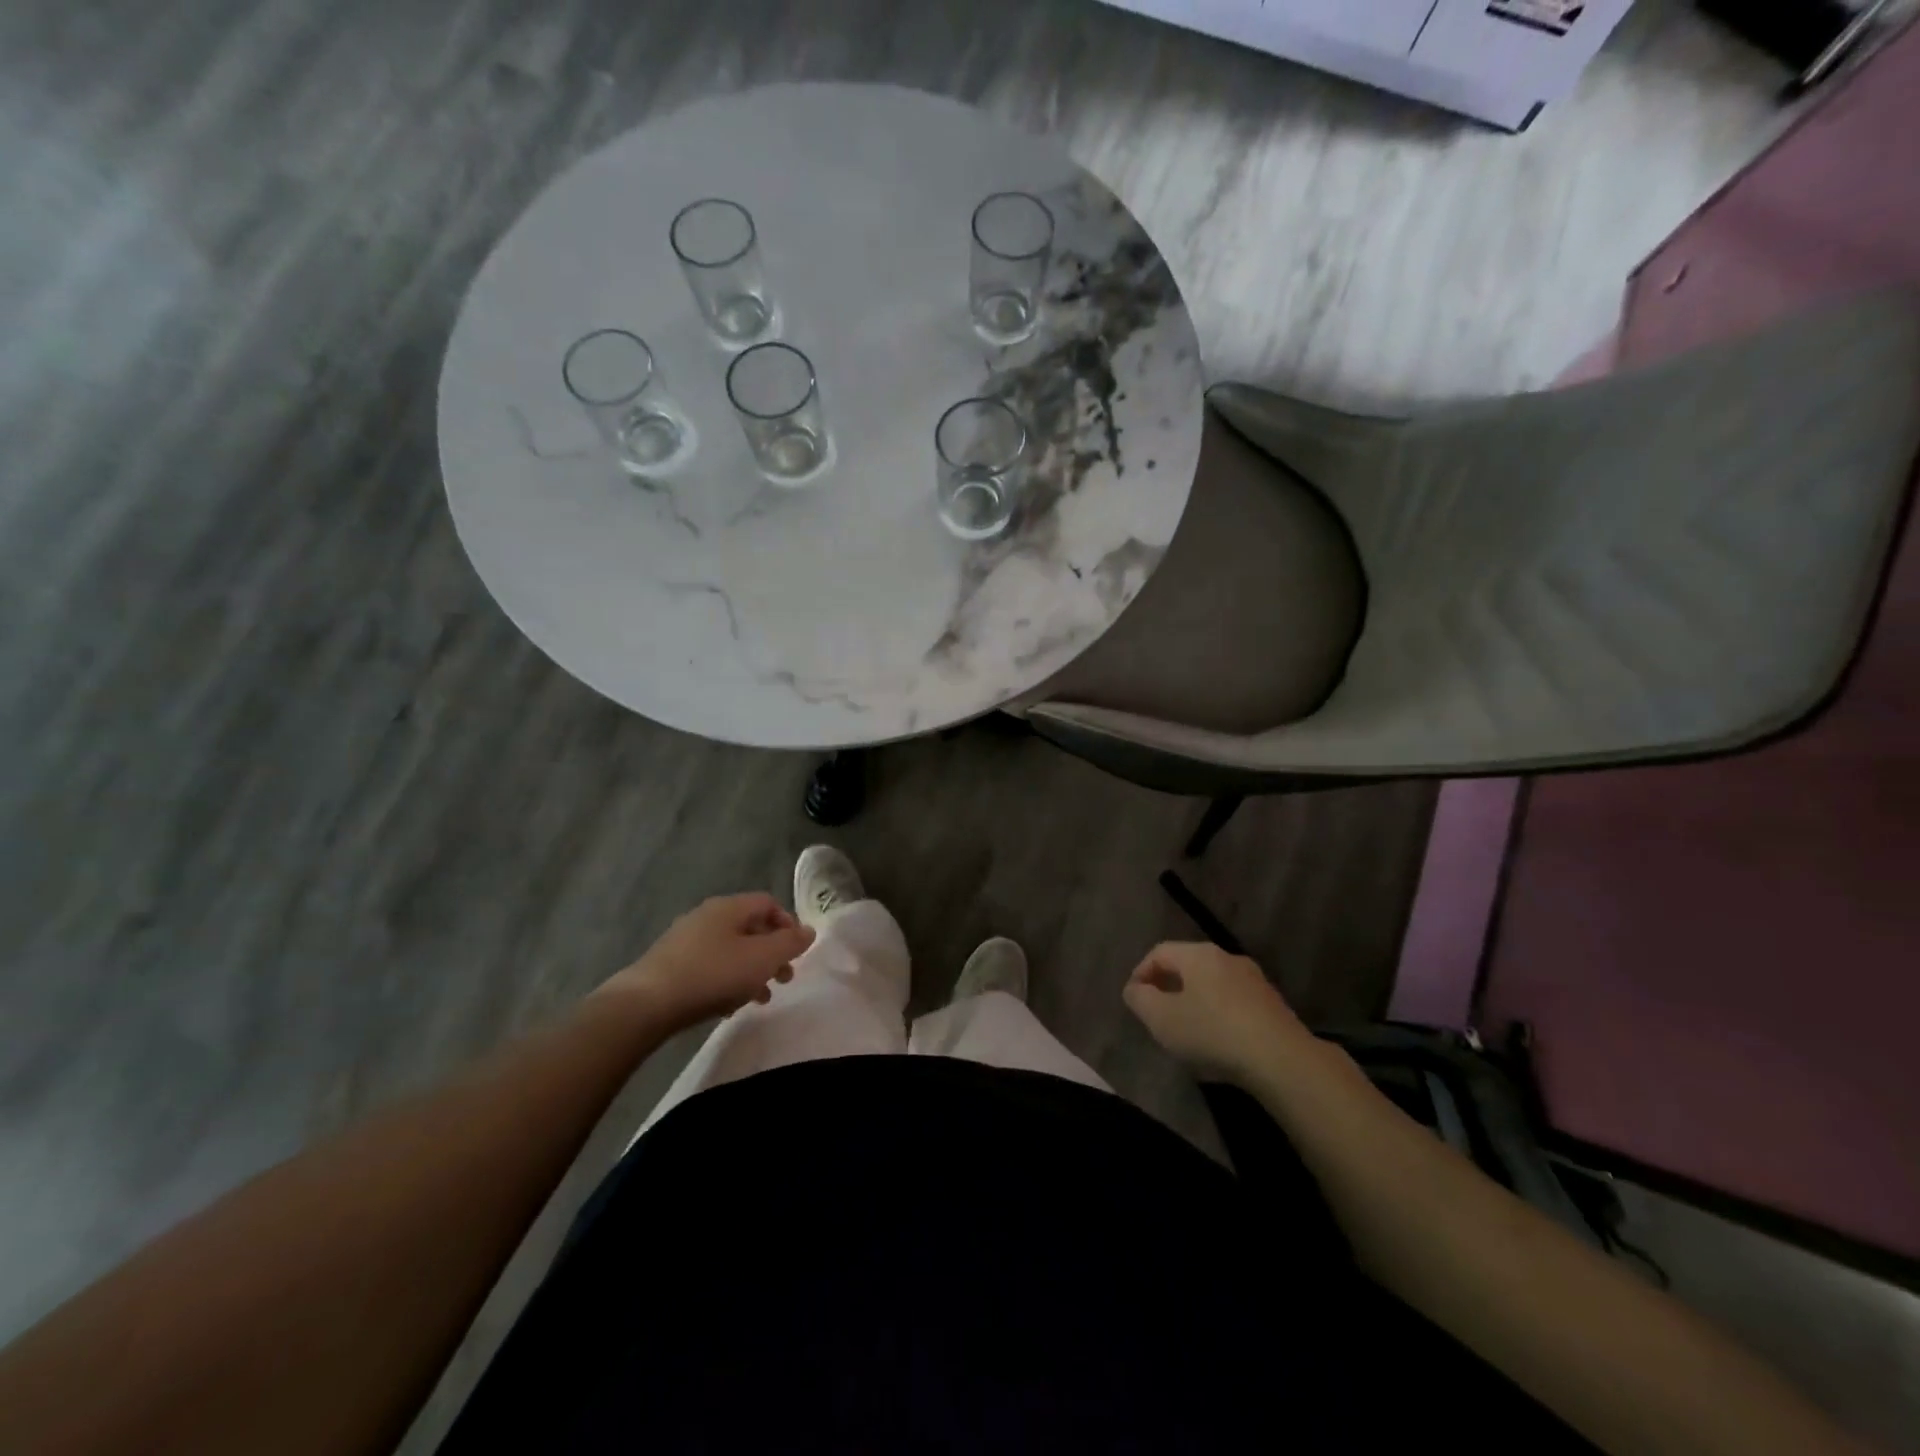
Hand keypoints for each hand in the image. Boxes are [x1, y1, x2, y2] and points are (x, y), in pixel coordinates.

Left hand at [598, 893, 815, 1031]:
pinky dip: (727, 980)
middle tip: (784, 978)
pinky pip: (710, 966)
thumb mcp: (762, 958)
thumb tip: (808, 931)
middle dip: (772, 952)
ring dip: (751, 970)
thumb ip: (790, 943)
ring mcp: (685, 939)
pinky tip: (728, 1005)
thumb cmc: (712, 974)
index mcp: (729, 907)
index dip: (789, 924)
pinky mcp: (670, 964)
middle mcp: (707, 916)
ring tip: (760, 997)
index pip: (769, 903)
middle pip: (750, 927)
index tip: (798, 952)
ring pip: (730, 949)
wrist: (646, 1004)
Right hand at [1123, 941, 1312, 1082]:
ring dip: (1195, 1002)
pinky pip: (1234, 1002)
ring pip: (1213, 985)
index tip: (1134, 1000)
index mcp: (1198, 954)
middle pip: (1187, 966)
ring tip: (1187, 1031)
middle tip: (1157, 1015)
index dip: (1141, 973)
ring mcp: (1254, 980)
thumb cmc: (1212, 1032)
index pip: (1159, 952)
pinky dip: (1219, 1015)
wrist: (1282, 1060)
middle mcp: (1227, 957)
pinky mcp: (1273, 1005)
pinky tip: (1218, 1042)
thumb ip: (1140, 999)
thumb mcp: (1162, 1019)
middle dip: (1168, 987)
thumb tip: (1135, 989)